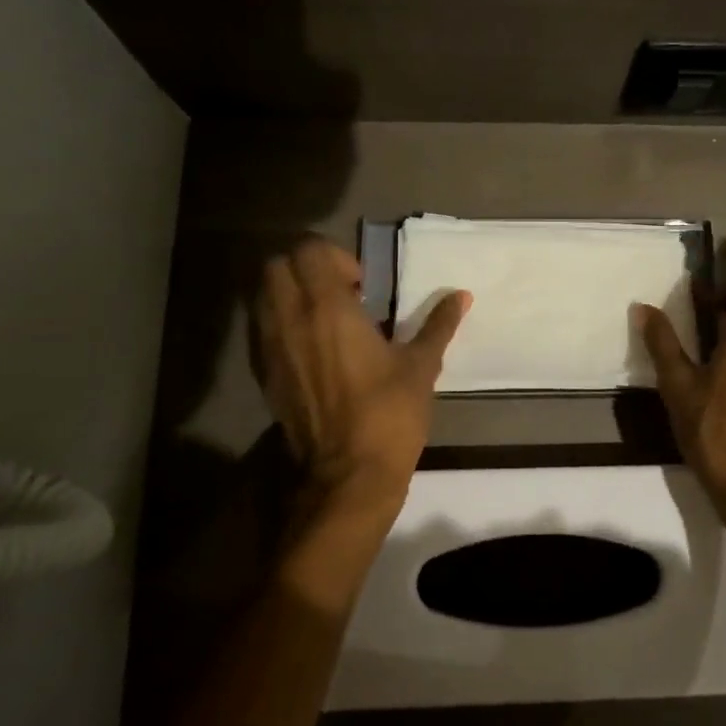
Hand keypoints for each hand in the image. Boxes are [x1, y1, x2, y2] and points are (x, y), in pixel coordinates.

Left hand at [257, 238, 469, 518]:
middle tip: (340, 294)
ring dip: (290, 293)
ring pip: (263, 295)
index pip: (309, 251)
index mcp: (329, 309)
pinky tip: (313, 348)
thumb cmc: (389, 415)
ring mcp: (272, 348)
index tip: (362, 286)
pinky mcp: (265, 375)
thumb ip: (438, 324)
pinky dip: (281, 322)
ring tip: (326, 319)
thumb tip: (462, 295)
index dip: (334, 257)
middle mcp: (291, 319)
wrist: (347, 475)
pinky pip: (263, 329)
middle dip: (305, 268)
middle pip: (277, 265)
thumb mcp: (421, 366)